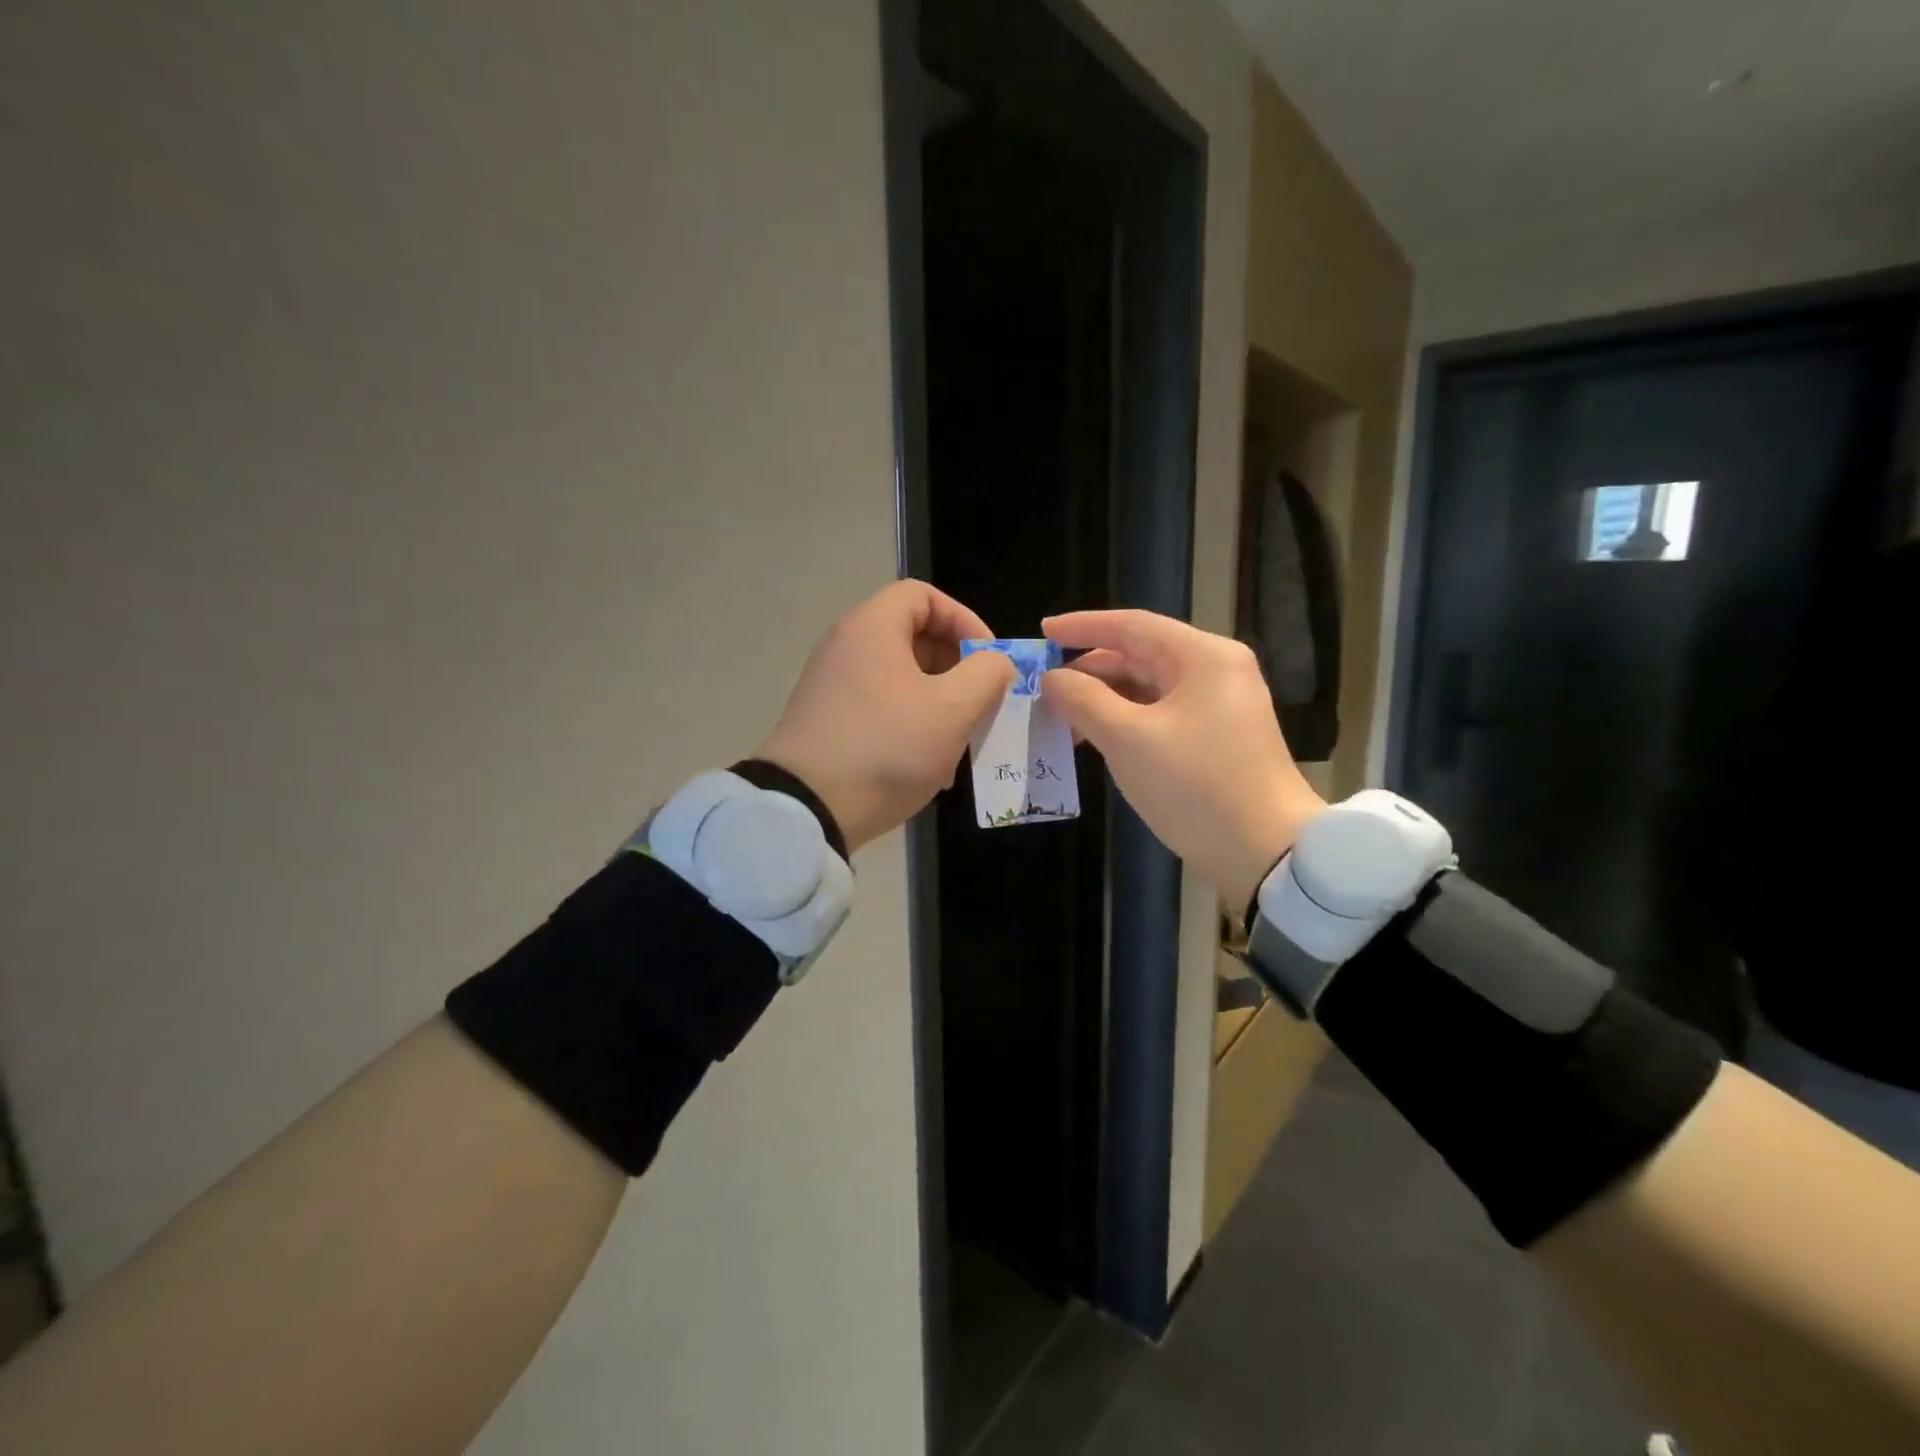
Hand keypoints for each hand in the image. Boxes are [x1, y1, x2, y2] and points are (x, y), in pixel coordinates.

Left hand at [757, 581, 1015, 852]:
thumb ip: (986, 675)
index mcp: (872, 627)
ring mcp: (831, 685)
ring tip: (958, 740)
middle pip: (912, 635)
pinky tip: (928, 764)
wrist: (807, 808)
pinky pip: (879, 706)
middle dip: (955, 666)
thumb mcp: (952, 709)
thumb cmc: (887, 747)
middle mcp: (845, 646)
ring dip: (937, 701)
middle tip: (979, 702)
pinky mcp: (826, 720)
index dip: (964, 619)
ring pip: (899, 677)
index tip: (988, 660)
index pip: (923, 595)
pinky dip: (909, 722)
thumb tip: (994, 663)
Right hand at [1040, 610, 1326, 910]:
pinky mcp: (1218, 735)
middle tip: (1045, 688)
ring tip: (1063, 719)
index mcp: (1202, 656)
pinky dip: (1126, 719)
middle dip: (1090, 669)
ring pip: (1149, 686)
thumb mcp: (1128, 740)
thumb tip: (1052, 679)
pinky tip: (1097, 739)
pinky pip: (1161, 713)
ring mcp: (1221, 704)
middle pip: (1141, 654)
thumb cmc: (1195, 787)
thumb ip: (1083, 700)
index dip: (1082, 626)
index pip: (1132, 625)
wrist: (1266, 852)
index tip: (1043, 632)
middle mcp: (1216, 670)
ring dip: (1105, 698)